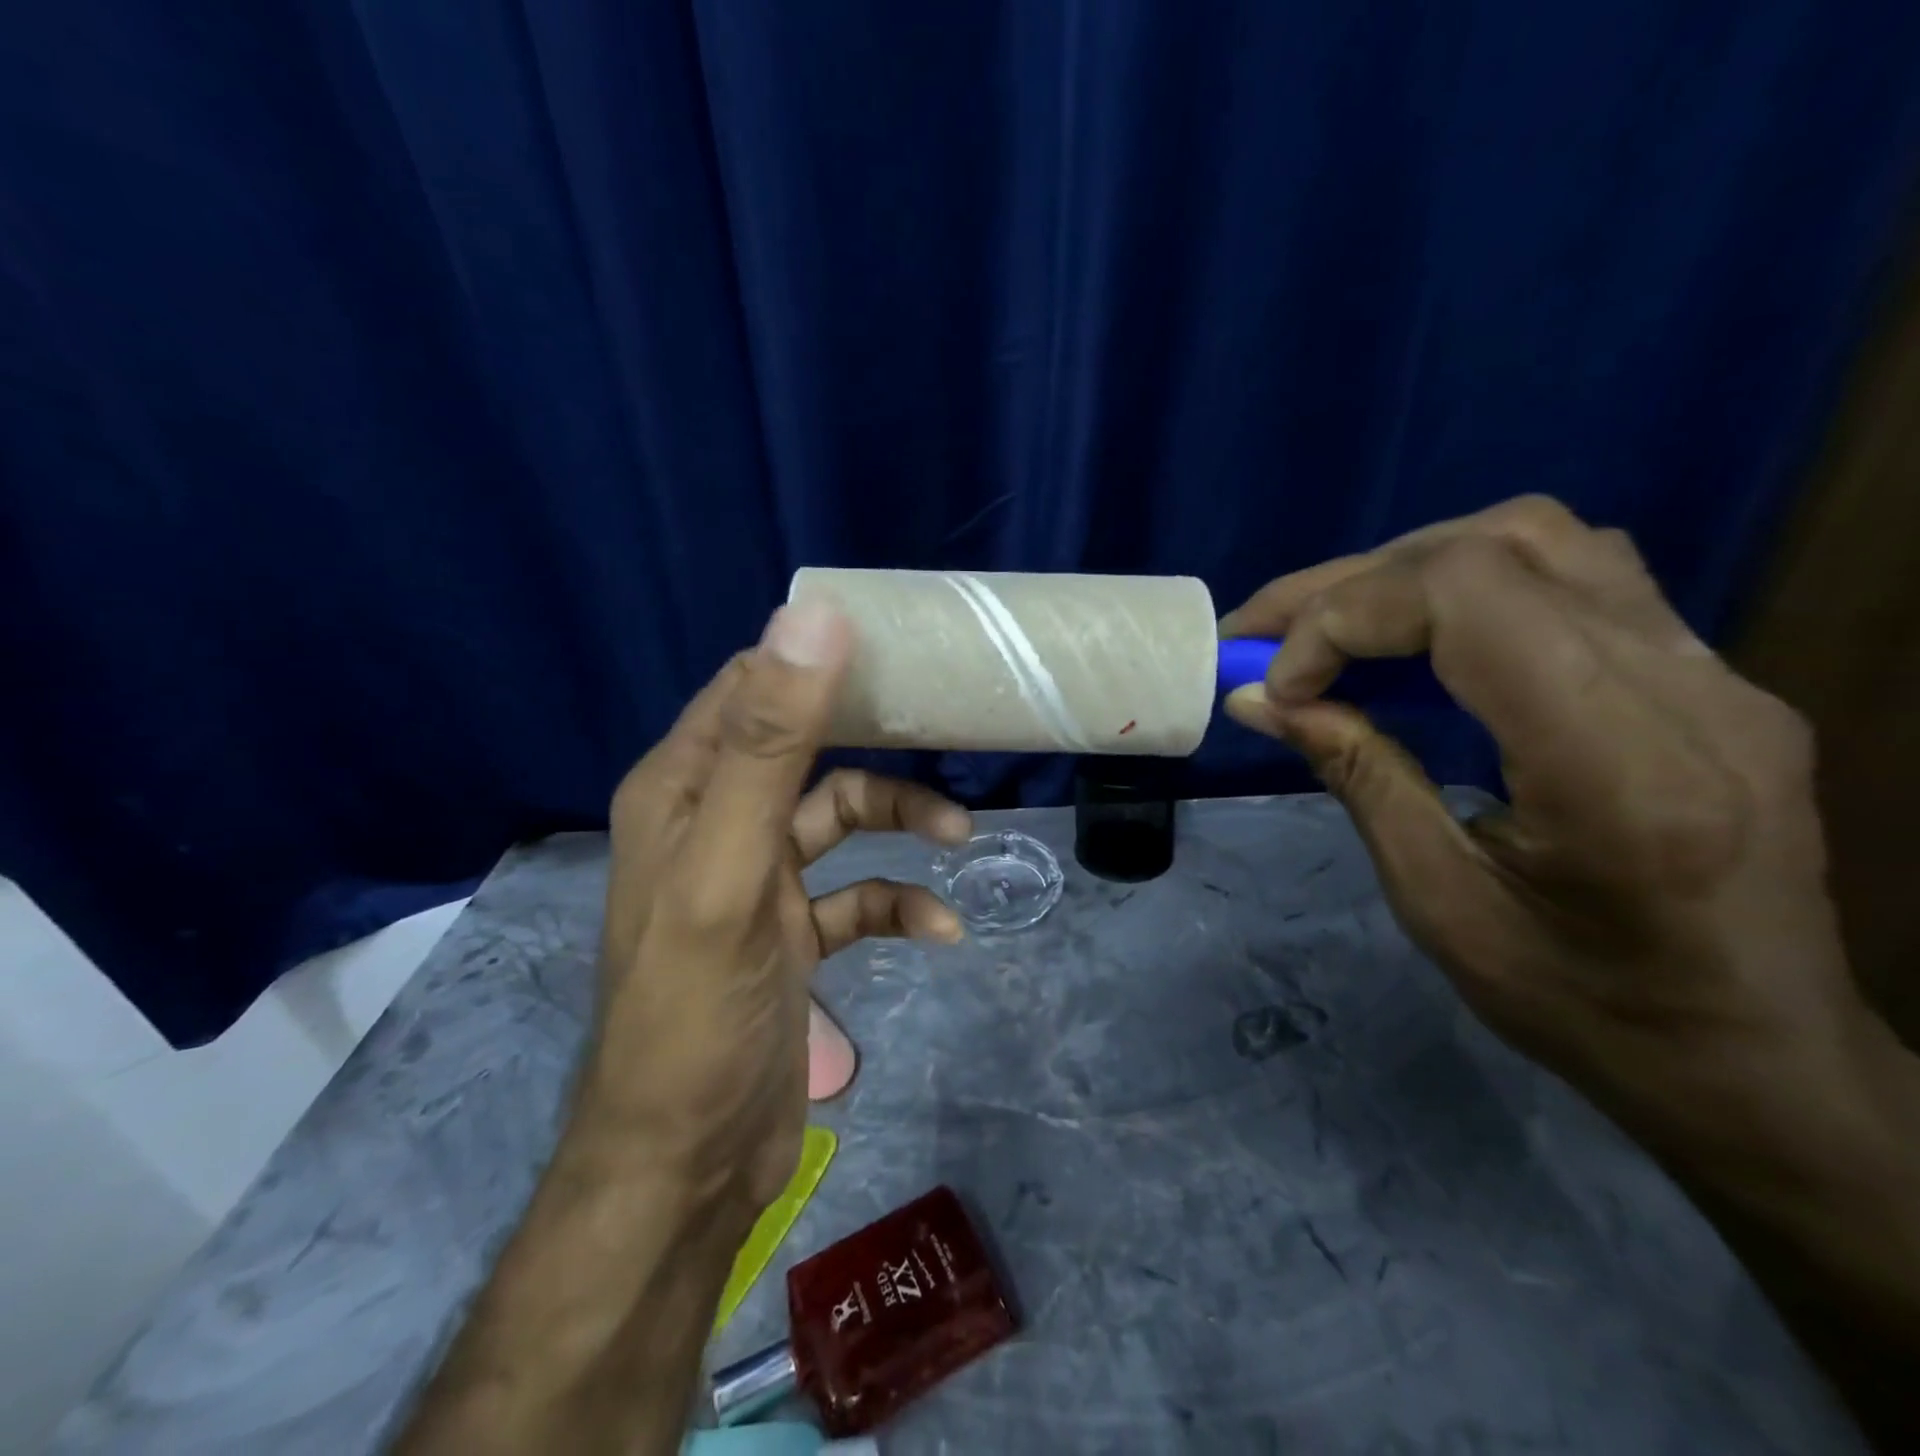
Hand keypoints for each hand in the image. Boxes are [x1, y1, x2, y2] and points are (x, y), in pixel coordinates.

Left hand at [587, 601, 969, 1213]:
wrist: (687, 1167)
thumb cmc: (697, 1012)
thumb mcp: (729, 868)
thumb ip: (766, 745)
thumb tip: (813, 618)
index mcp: (683, 787)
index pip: (752, 686)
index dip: (817, 661)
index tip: (897, 653)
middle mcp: (714, 820)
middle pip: (806, 747)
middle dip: (875, 743)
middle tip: (945, 734)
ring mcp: (756, 878)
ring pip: (839, 819)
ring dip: (898, 820)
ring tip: (958, 837)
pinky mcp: (790, 933)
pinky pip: (855, 894)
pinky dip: (896, 901)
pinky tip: (939, 929)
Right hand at [1220, 497, 1863, 1143]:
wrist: (1757, 1056)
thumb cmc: (1582, 1003)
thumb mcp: (1437, 899)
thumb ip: (1356, 773)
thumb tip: (1257, 698)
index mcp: (1616, 764)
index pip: (1468, 596)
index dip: (1345, 616)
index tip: (1279, 686)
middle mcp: (1686, 689)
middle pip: (1498, 546)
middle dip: (1353, 582)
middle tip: (1264, 630)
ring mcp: (1714, 672)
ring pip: (1543, 539)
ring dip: (1410, 569)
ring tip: (1333, 624)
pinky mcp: (1709, 676)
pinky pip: (1577, 578)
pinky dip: (1467, 587)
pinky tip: (1419, 638)